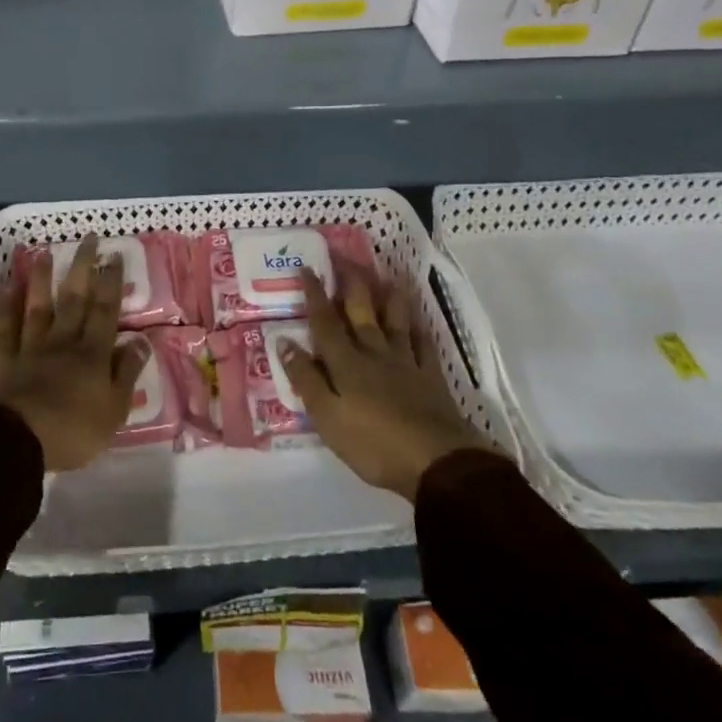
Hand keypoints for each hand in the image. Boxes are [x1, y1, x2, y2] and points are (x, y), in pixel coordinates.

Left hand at [0, 234, 149, 471]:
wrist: (16, 441)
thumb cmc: (72, 431)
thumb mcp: (114, 410)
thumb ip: (126, 373)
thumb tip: (141, 341)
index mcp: (92, 353)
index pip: (105, 310)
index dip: (111, 282)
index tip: (115, 255)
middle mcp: (62, 341)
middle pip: (74, 298)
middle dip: (83, 267)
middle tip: (88, 238)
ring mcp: (30, 347)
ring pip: (38, 305)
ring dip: (43, 278)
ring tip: (46, 252)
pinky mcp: (3, 359)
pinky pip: (4, 327)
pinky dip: (5, 306)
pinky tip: (6, 287)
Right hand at [280, 268, 486, 500]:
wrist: (436, 463)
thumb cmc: (373, 444)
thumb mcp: (327, 417)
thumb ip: (306, 378)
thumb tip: (284, 341)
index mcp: (346, 363)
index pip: (325, 322)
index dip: (315, 294)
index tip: (307, 267)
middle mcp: (374, 353)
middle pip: (361, 312)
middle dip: (351, 284)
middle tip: (345, 258)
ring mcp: (406, 363)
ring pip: (396, 321)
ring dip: (390, 297)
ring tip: (388, 276)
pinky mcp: (431, 378)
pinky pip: (425, 345)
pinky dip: (421, 328)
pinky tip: (420, 320)